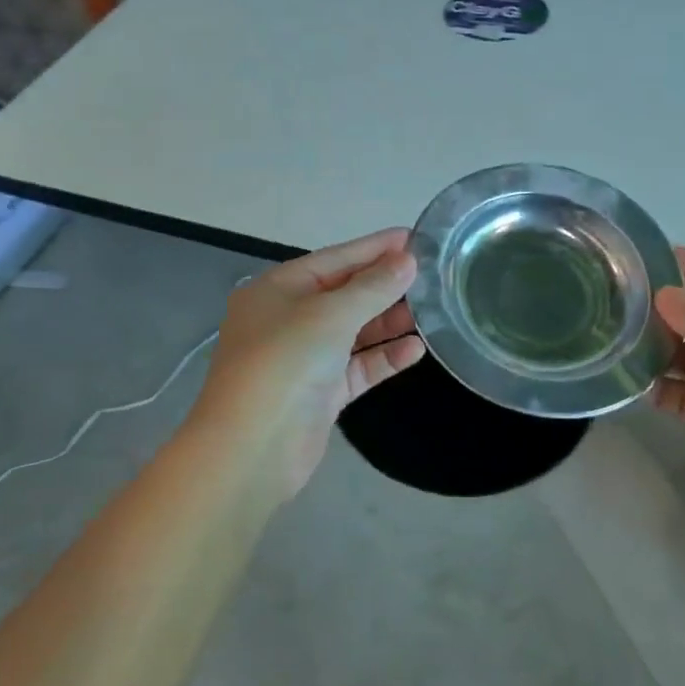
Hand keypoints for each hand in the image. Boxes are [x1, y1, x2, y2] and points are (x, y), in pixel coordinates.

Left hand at [191, 228, 425, 496]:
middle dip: (386, 286)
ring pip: (354, 332)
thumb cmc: (285, 361)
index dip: (375, 248)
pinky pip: (357, 367)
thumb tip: (407, 261)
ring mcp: (303, 358)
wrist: (252, 447)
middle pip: (345, 294)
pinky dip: (383, 358)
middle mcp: (288, 319)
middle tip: (433, 276)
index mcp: (278, 289)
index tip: (416, 238)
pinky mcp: (319, 394)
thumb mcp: (330, 314)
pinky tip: (416, 350)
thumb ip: (373, 287)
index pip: (335, 258)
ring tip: (432, 312)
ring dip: (388, 322)